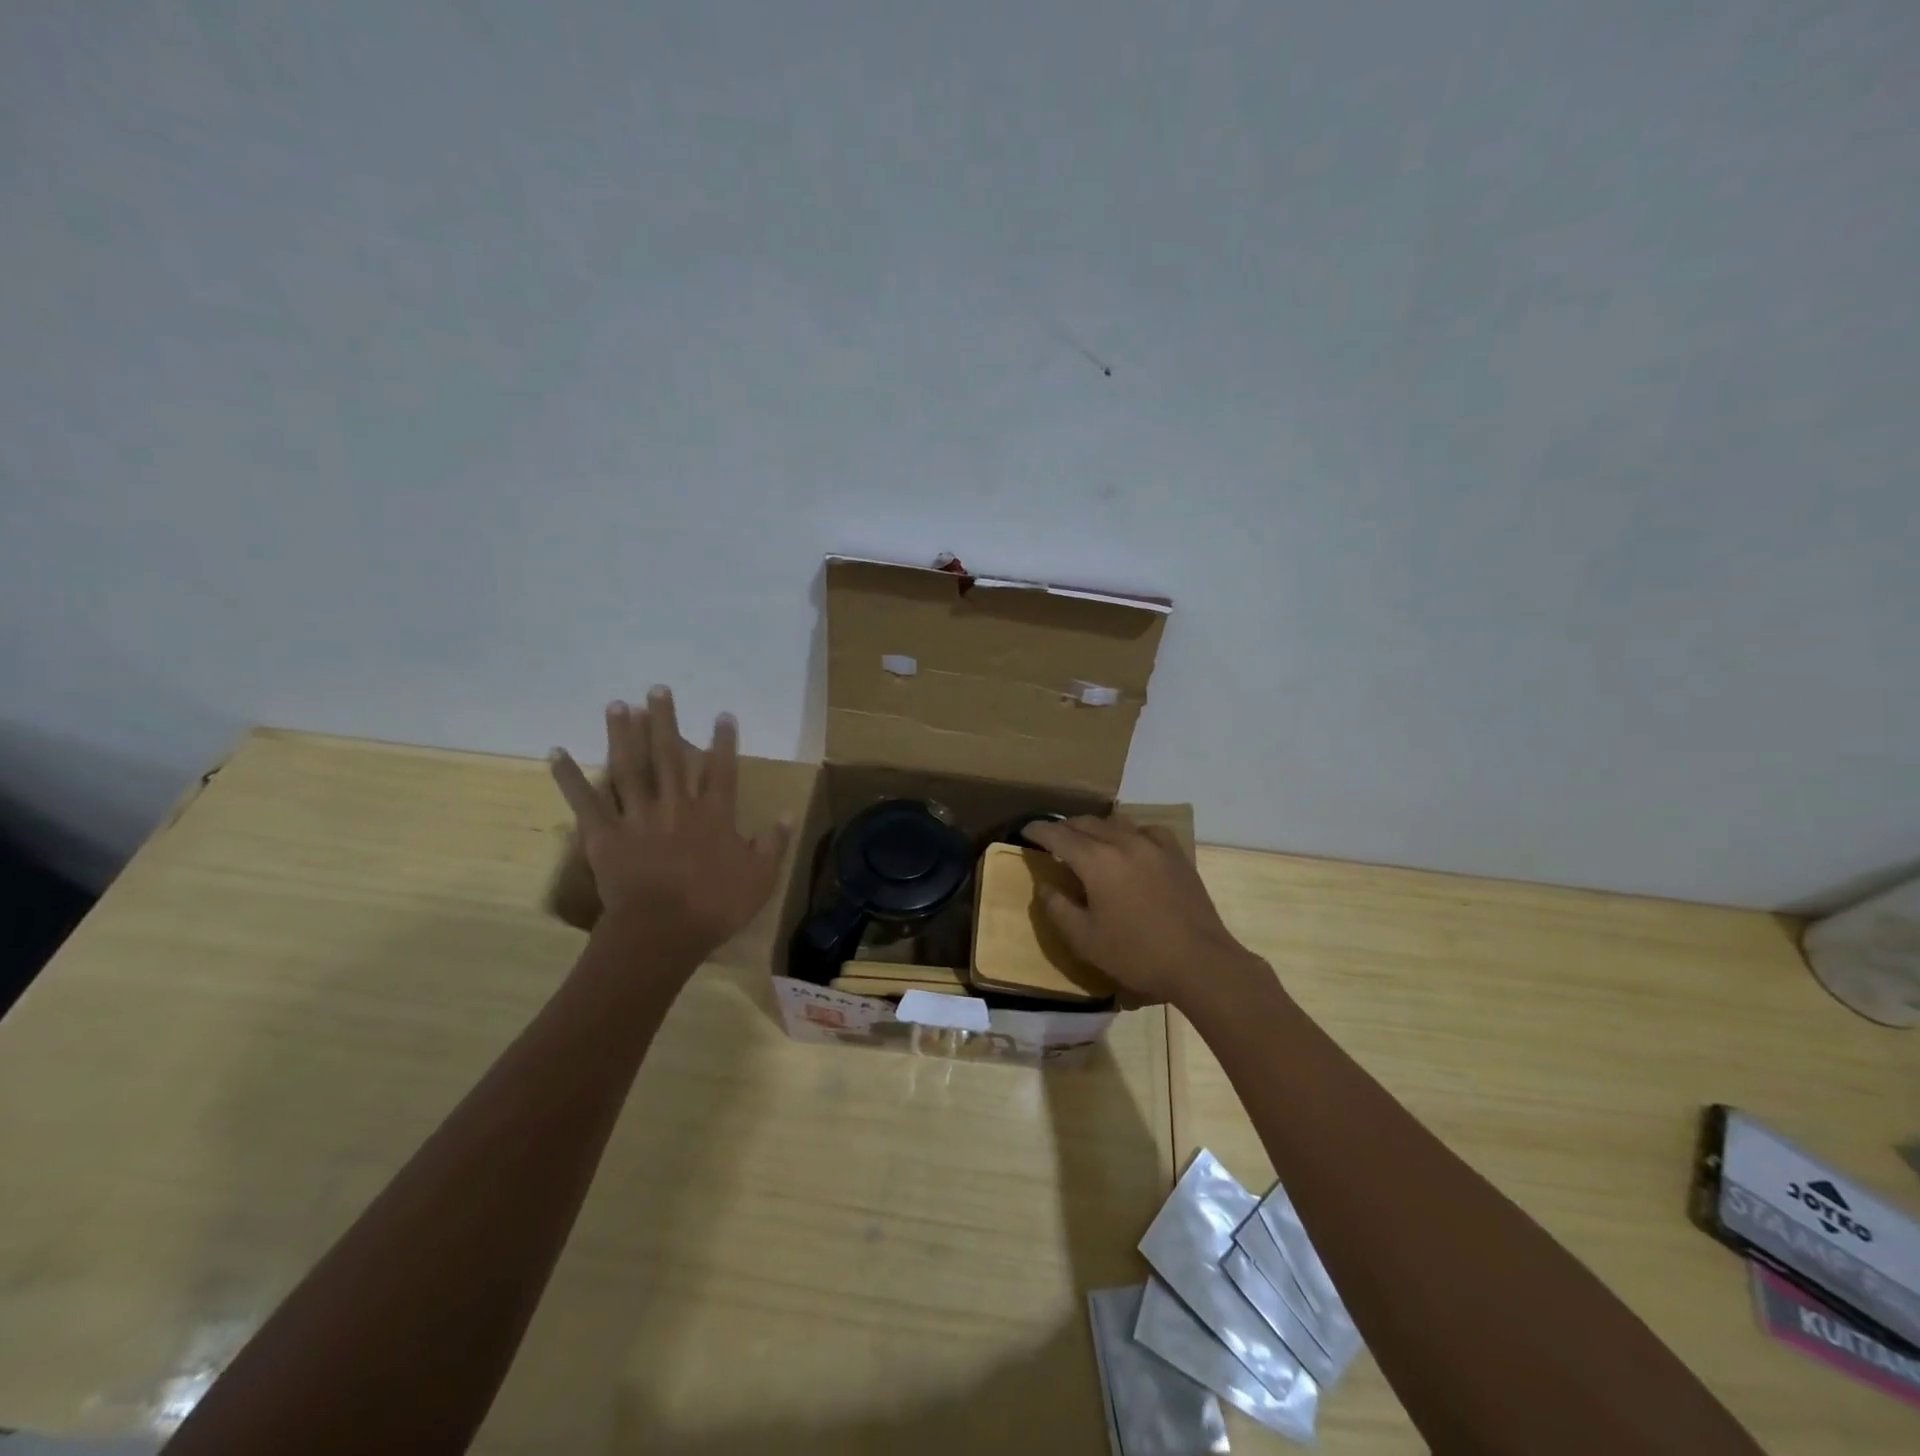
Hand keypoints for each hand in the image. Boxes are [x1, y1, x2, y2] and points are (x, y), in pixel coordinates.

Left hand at [549, 687, 791, 957]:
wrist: (662, 933)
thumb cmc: (715, 907)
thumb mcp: (760, 878)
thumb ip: (774, 843)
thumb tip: (787, 813)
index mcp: (713, 815)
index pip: (721, 769)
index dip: (723, 741)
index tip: (722, 714)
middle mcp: (675, 805)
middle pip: (670, 755)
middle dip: (665, 720)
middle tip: (657, 689)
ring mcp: (637, 817)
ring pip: (629, 768)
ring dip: (623, 734)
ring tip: (618, 705)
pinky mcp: (605, 835)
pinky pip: (585, 801)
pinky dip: (570, 777)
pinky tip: (557, 752)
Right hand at [1022, 815, 1260, 1006]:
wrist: (1200, 962)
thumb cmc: (1137, 954)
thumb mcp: (1085, 940)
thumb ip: (1058, 908)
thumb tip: (1044, 886)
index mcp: (1096, 861)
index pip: (1059, 835)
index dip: (1038, 831)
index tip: (1026, 831)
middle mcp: (1123, 842)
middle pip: (1086, 823)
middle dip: (1065, 827)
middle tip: (1053, 840)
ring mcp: (1154, 845)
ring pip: (1117, 822)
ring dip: (1096, 827)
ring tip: (1088, 841)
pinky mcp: (1176, 855)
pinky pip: (1147, 830)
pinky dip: (1130, 832)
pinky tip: (1131, 845)